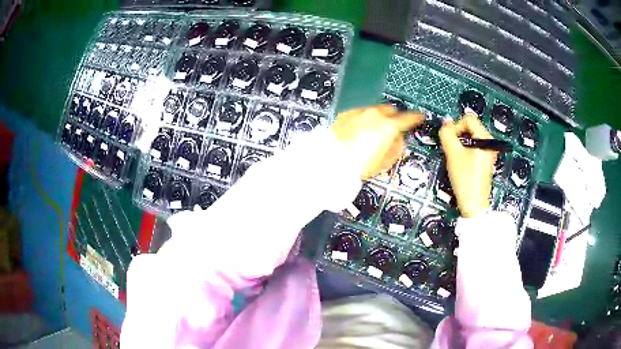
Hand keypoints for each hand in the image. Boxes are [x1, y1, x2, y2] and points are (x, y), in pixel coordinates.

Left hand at [332, 105, 423, 178]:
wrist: (332, 161)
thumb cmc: (361, 165)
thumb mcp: (386, 161)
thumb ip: (397, 146)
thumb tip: (398, 139)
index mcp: (388, 126)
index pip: (409, 118)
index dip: (416, 117)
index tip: (420, 117)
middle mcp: (375, 114)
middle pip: (391, 110)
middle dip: (395, 117)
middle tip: (394, 127)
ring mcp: (359, 112)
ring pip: (375, 110)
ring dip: (378, 117)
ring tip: (374, 130)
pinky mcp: (346, 114)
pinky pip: (360, 113)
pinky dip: (364, 119)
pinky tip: (359, 130)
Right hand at [439, 114, 496, 217]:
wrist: (474, 203)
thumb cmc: (465, 178)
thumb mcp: (453, 154)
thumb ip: (447, 134)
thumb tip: (446, 121)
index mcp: (485, 138)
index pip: (468, 119)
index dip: (456, 127)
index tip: (451, 142)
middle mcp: (490, 142)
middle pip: (470, 127)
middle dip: (458, 136)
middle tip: (452, 151)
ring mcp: (489, 152)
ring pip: (471, 137)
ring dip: (460, 144)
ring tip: (456, 158)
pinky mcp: (486, 160)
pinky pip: (474, 147)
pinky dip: (465, 151)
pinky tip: (462, 163)